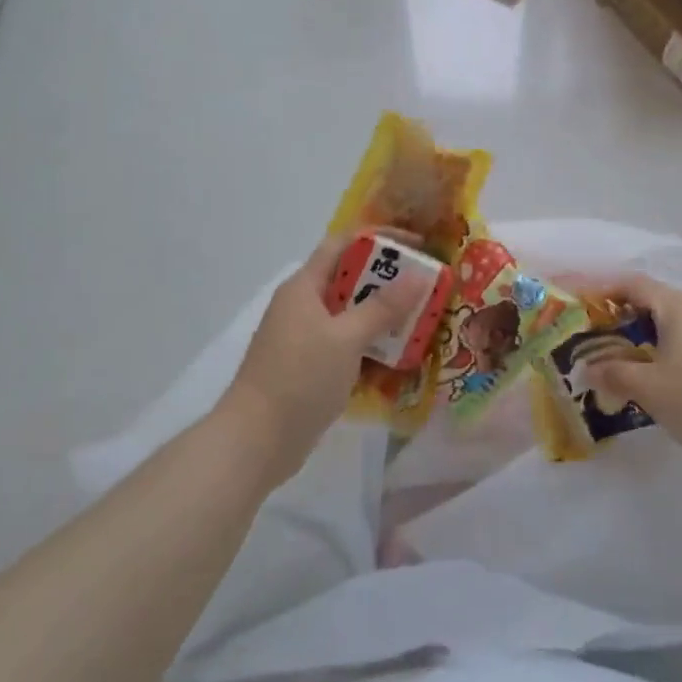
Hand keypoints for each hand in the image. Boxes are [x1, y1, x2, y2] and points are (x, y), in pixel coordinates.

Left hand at [221, 232, 427, 480]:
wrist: (255, 443)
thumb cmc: (299, 379)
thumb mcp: (346, 339)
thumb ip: (383, 307)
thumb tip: (418, 275)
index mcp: (304, 287)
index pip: (343, 244)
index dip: (379, 238)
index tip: (416, 245)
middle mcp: (302, 305)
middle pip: (350, 279)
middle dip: (389, 281)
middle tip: (427, 287)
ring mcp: (304, 338)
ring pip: (350, 314)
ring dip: (383, 316)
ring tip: (421, 321)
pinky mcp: (309, 367)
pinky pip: (346, 344)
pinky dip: (371, 345)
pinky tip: (398, 357)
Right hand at [587, 275, 681, 459]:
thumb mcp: (648, 389)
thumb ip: (614, 373)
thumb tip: (588, 368)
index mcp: (678, 305)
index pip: (633, 283)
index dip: (603, 288)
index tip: (581, 301)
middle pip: (656, 298)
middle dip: (625, 312)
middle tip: (602, 332)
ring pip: (678, 317)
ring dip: (650, 329)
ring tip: (630, 354)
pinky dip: (673, 342)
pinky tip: (667, 371)